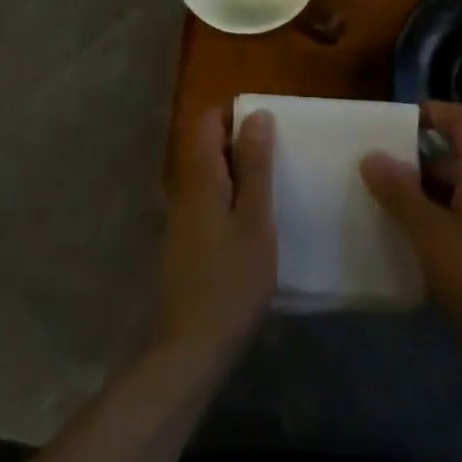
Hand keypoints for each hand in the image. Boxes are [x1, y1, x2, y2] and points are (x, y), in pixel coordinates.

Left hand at [153, 107, 275, 367]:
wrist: (191, 347)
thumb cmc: (231, 280)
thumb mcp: (255, 219)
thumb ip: (255, 165)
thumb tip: (257, 114)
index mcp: (201, 175)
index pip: (209, 120)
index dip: (236, 115)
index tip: (269, 126)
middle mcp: (185, 187)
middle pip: (209, 145)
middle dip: (242, 143)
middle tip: (280, 157)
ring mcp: (182, 215)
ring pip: (210, 174)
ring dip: (239, 173)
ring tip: (275, 188)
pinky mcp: (186, 241)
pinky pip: (209, 200)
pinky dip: (231, 198)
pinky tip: (255, 224)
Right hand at [360, 101, 461, 381]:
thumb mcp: (431, 235)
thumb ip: (399, 194)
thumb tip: (372, 156)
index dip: (434, 111)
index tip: (399, 124)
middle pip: (455, 160)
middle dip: (416, 164)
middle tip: (379, 177)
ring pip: (457, 195)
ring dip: (423, 199)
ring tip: (388, 214)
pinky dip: (437, 226)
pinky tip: (415, 252)